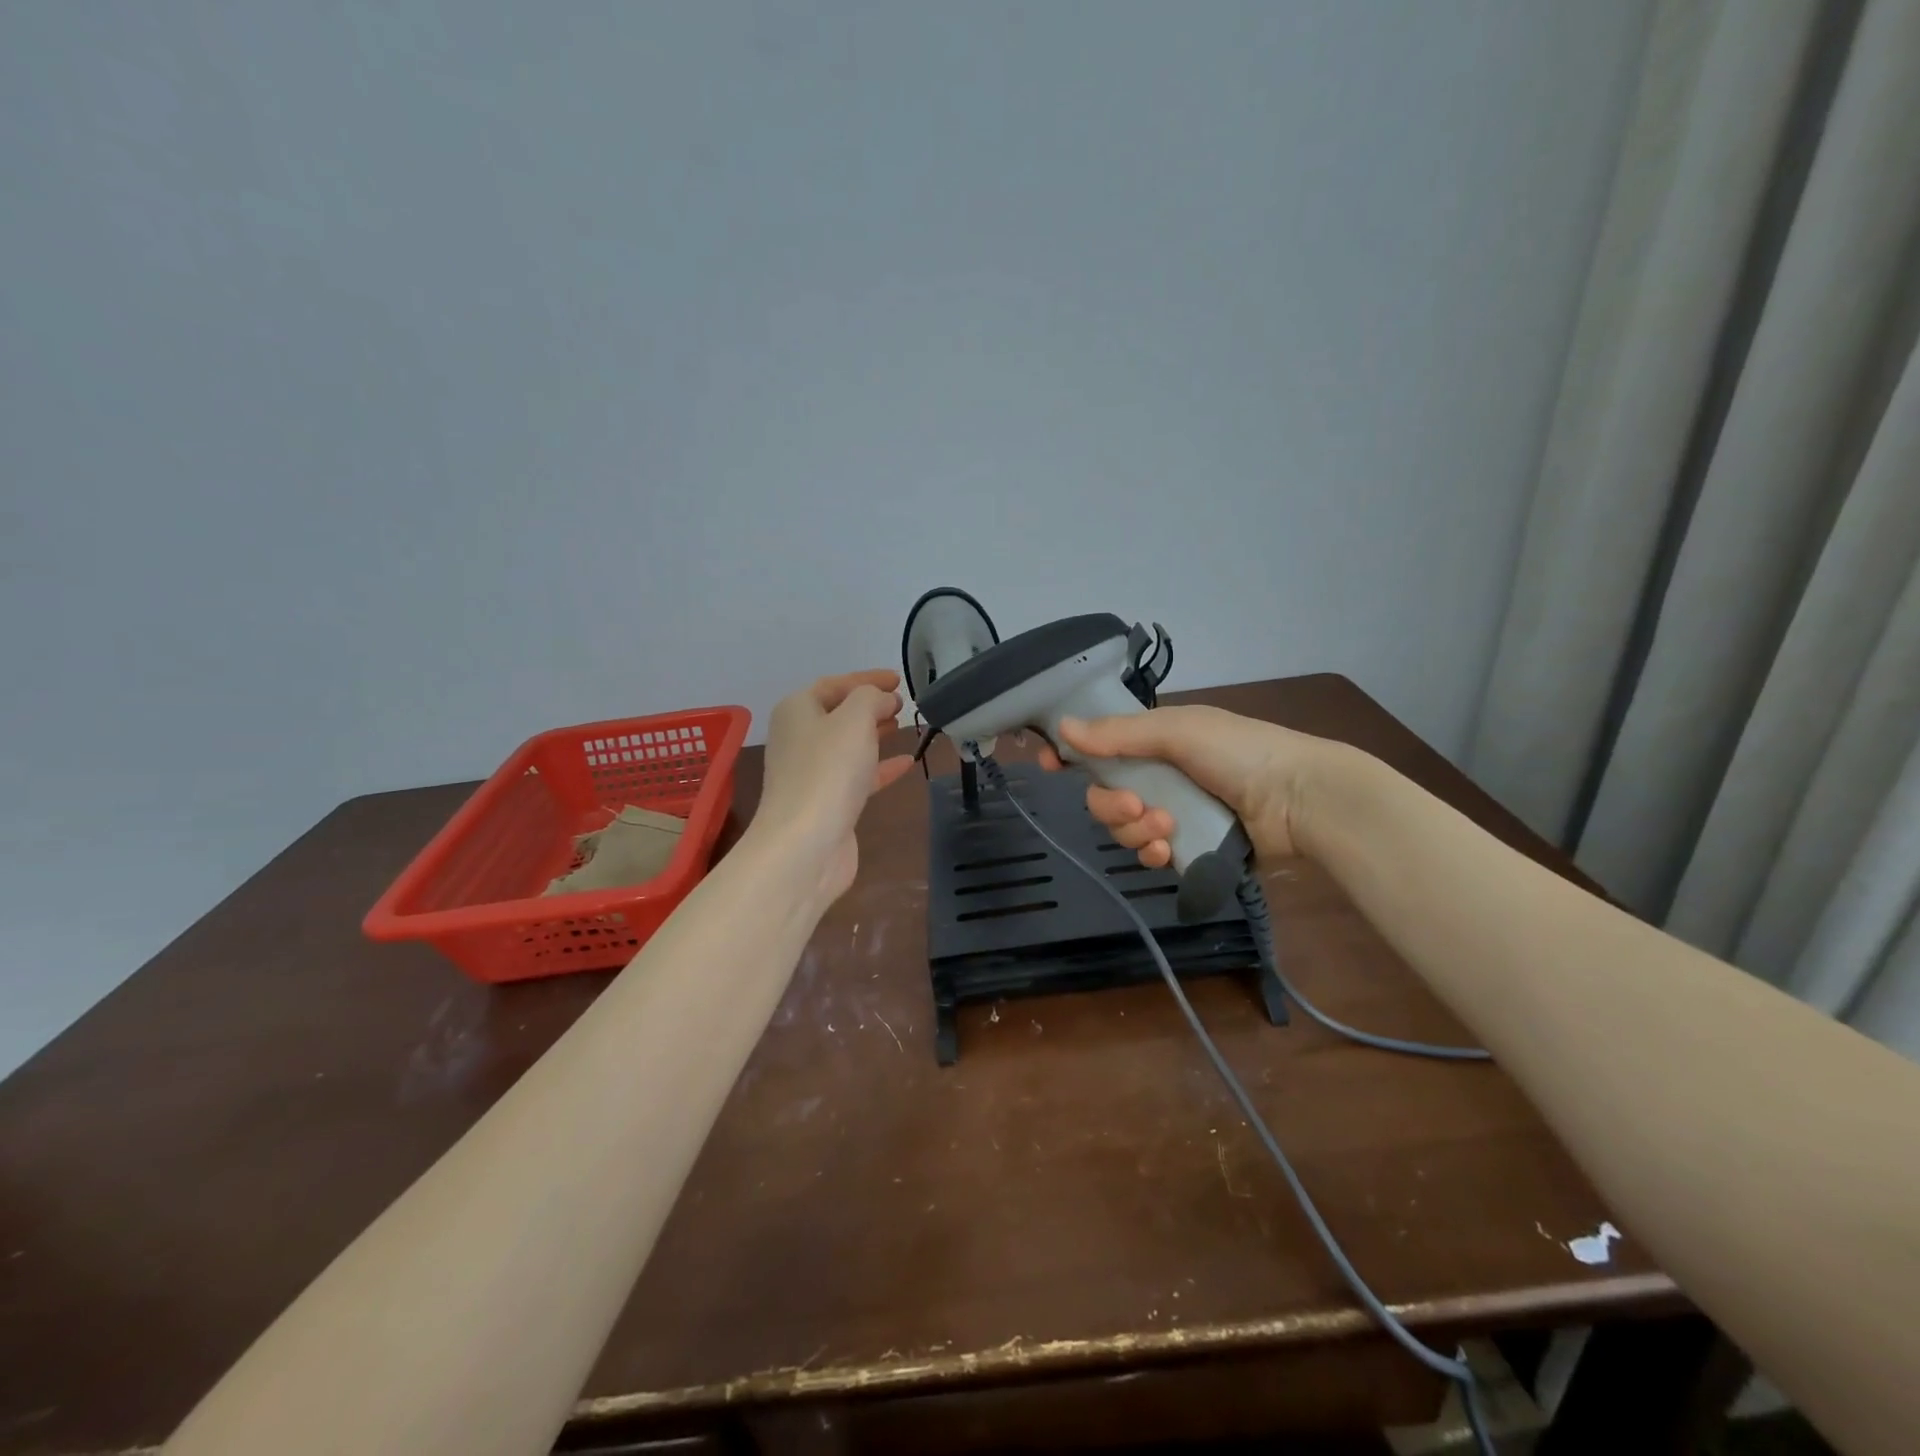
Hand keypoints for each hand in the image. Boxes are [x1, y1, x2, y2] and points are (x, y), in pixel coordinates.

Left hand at [752, 669, 914, 904]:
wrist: (805, 845)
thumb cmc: (827, 771)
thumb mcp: (854, 719)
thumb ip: (871, 698)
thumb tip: (882, 699)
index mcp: (797, 711)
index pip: (834, 684)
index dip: (866, 679)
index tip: (898, 679)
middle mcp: (798, 739)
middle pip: (838, 714)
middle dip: (870, 706)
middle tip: (903, 704)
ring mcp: (811, 774)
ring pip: (848, 745)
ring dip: (875, 735)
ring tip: (905, 726)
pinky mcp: (826, 803)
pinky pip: (856, 776)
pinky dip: (880, 767)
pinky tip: (907, 763)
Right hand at [1037, 704, 1330, 865]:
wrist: (1301, 800)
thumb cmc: (1240, 752)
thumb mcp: (1179, 731)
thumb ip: (1119, 733)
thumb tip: (1063, 726)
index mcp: (1155, 741)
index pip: (1099, 746)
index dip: (1071, 756)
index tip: (1049, 765)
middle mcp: (1158, 776)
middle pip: (1104, 795)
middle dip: (1111, 805)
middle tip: (1136, 807)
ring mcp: (1173, 812)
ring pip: (1123, 828)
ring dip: (1136, 830)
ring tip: (1168, 828)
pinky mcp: (1189, 846)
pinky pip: (1149, 853)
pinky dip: (1153, 852)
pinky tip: (1170, 849)